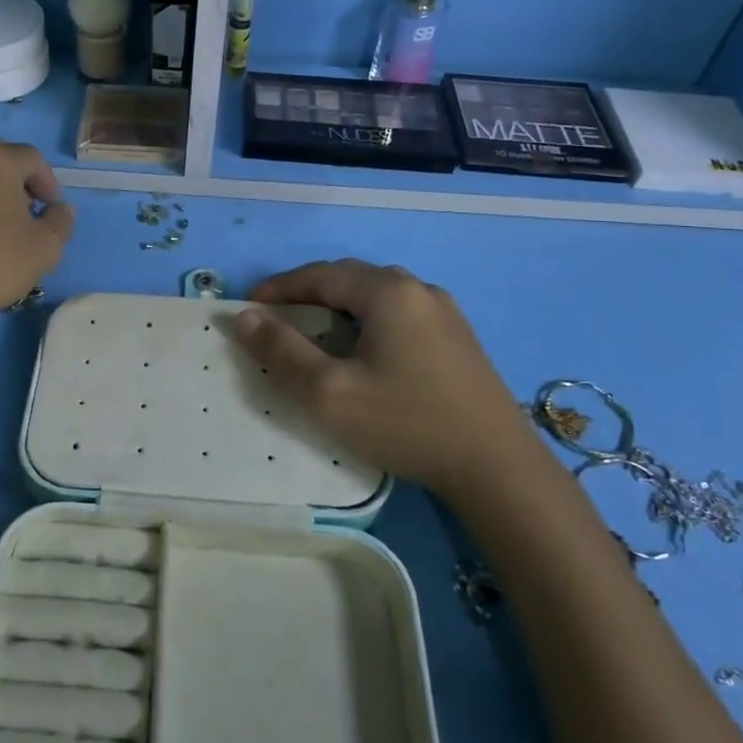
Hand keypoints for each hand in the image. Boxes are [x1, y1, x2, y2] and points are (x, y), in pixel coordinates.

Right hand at [235, 259, 546, 506]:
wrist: (498, 467)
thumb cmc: (406, 423)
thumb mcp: (330, 393)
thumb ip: (282, 351)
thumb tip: (244, 317)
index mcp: (388, 292)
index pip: (319, 274)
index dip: (279, 288)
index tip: (248, 308)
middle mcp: (418, 288)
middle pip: (349, 278)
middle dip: (307, 293)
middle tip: (277, 320)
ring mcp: (444, 311)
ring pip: (376, 295)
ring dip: (338, 306)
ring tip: (315, 333)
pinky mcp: (458, 337)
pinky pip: (400, 312)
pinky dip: (367, 320)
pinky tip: (364, 350)